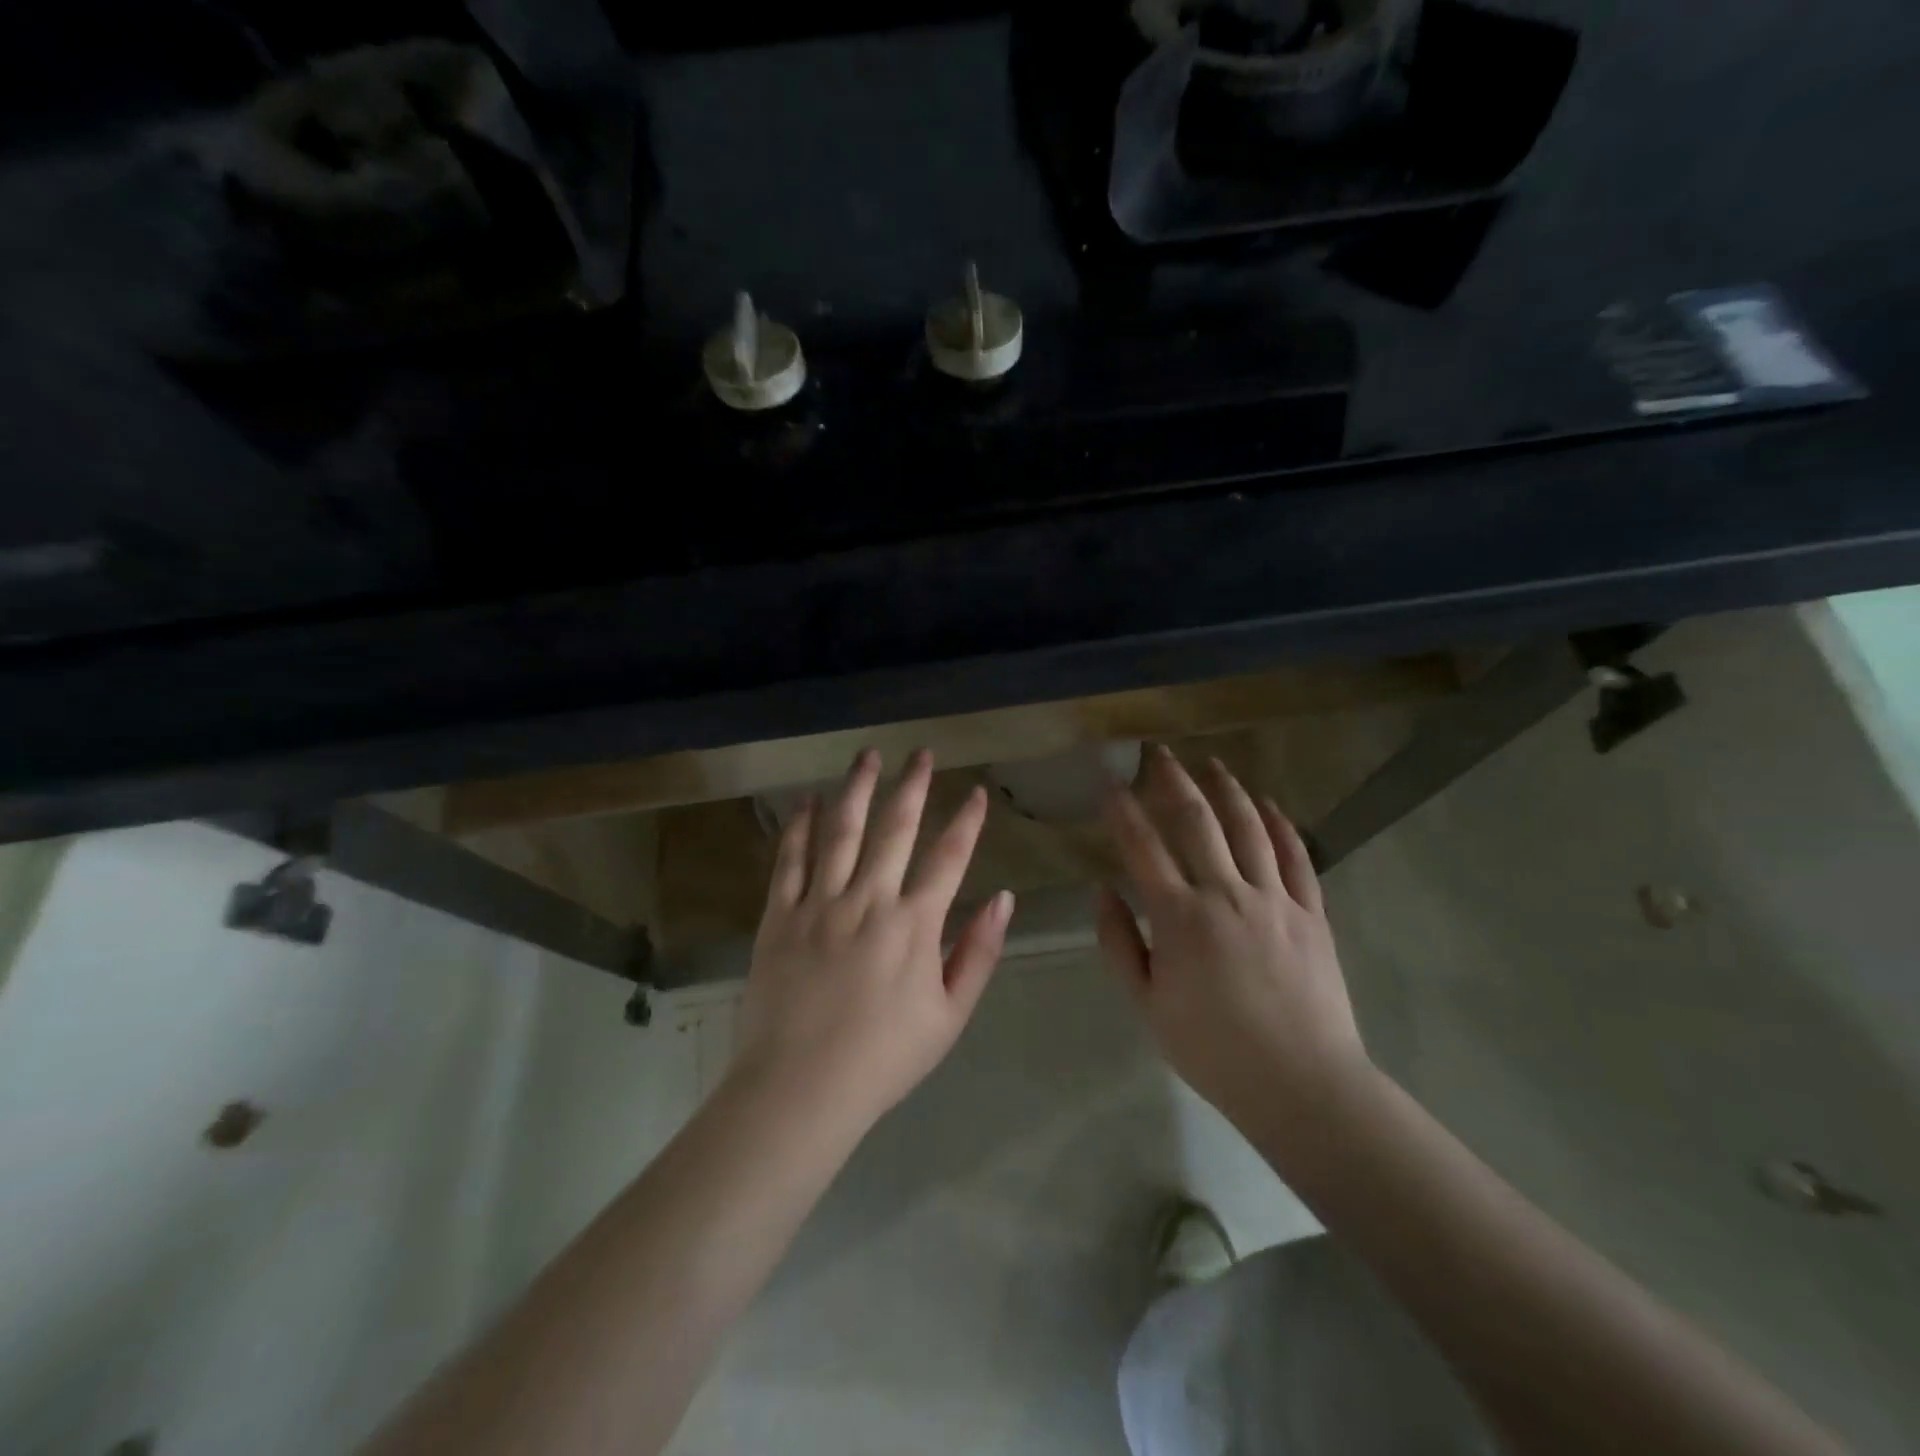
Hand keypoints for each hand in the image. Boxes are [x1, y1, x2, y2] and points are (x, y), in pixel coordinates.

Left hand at [732, 749, 1013, 1135]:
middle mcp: (868, 900)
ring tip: (867, 756)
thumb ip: (978, 953)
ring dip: (857, 789)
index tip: (977, 793)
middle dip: (912, 786)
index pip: (949, 859)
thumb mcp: (949, 1016)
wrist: (801, 1089)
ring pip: (841, 831)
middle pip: (895, 829)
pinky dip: (800, 827)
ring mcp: (819, 904)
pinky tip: (808, 801)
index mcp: (914, 925)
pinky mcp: (779, 916)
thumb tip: (1004, 900)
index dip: (967, 823)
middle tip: (921, 753)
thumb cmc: (884, 1059)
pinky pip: (790, 861)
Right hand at [1096, 747, 1371, 1136]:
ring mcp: (1274, 899)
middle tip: (1159, 753)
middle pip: (1197, 821)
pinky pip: (1296, 857)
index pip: (1142, 847)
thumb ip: (1119, 944)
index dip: (1122, 810)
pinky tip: (1268, 805)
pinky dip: (1281, 825)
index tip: (1109, 782)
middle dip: (1173, 780)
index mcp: (1180, 917)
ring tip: (1212, 764)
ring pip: (1249, 828)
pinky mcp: (1311, 913)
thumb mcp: (1147, 1006)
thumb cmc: (1214, 1050)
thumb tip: (1103, 892)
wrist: (1302, 1085)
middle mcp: (1226, 894)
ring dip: (1227, 790)